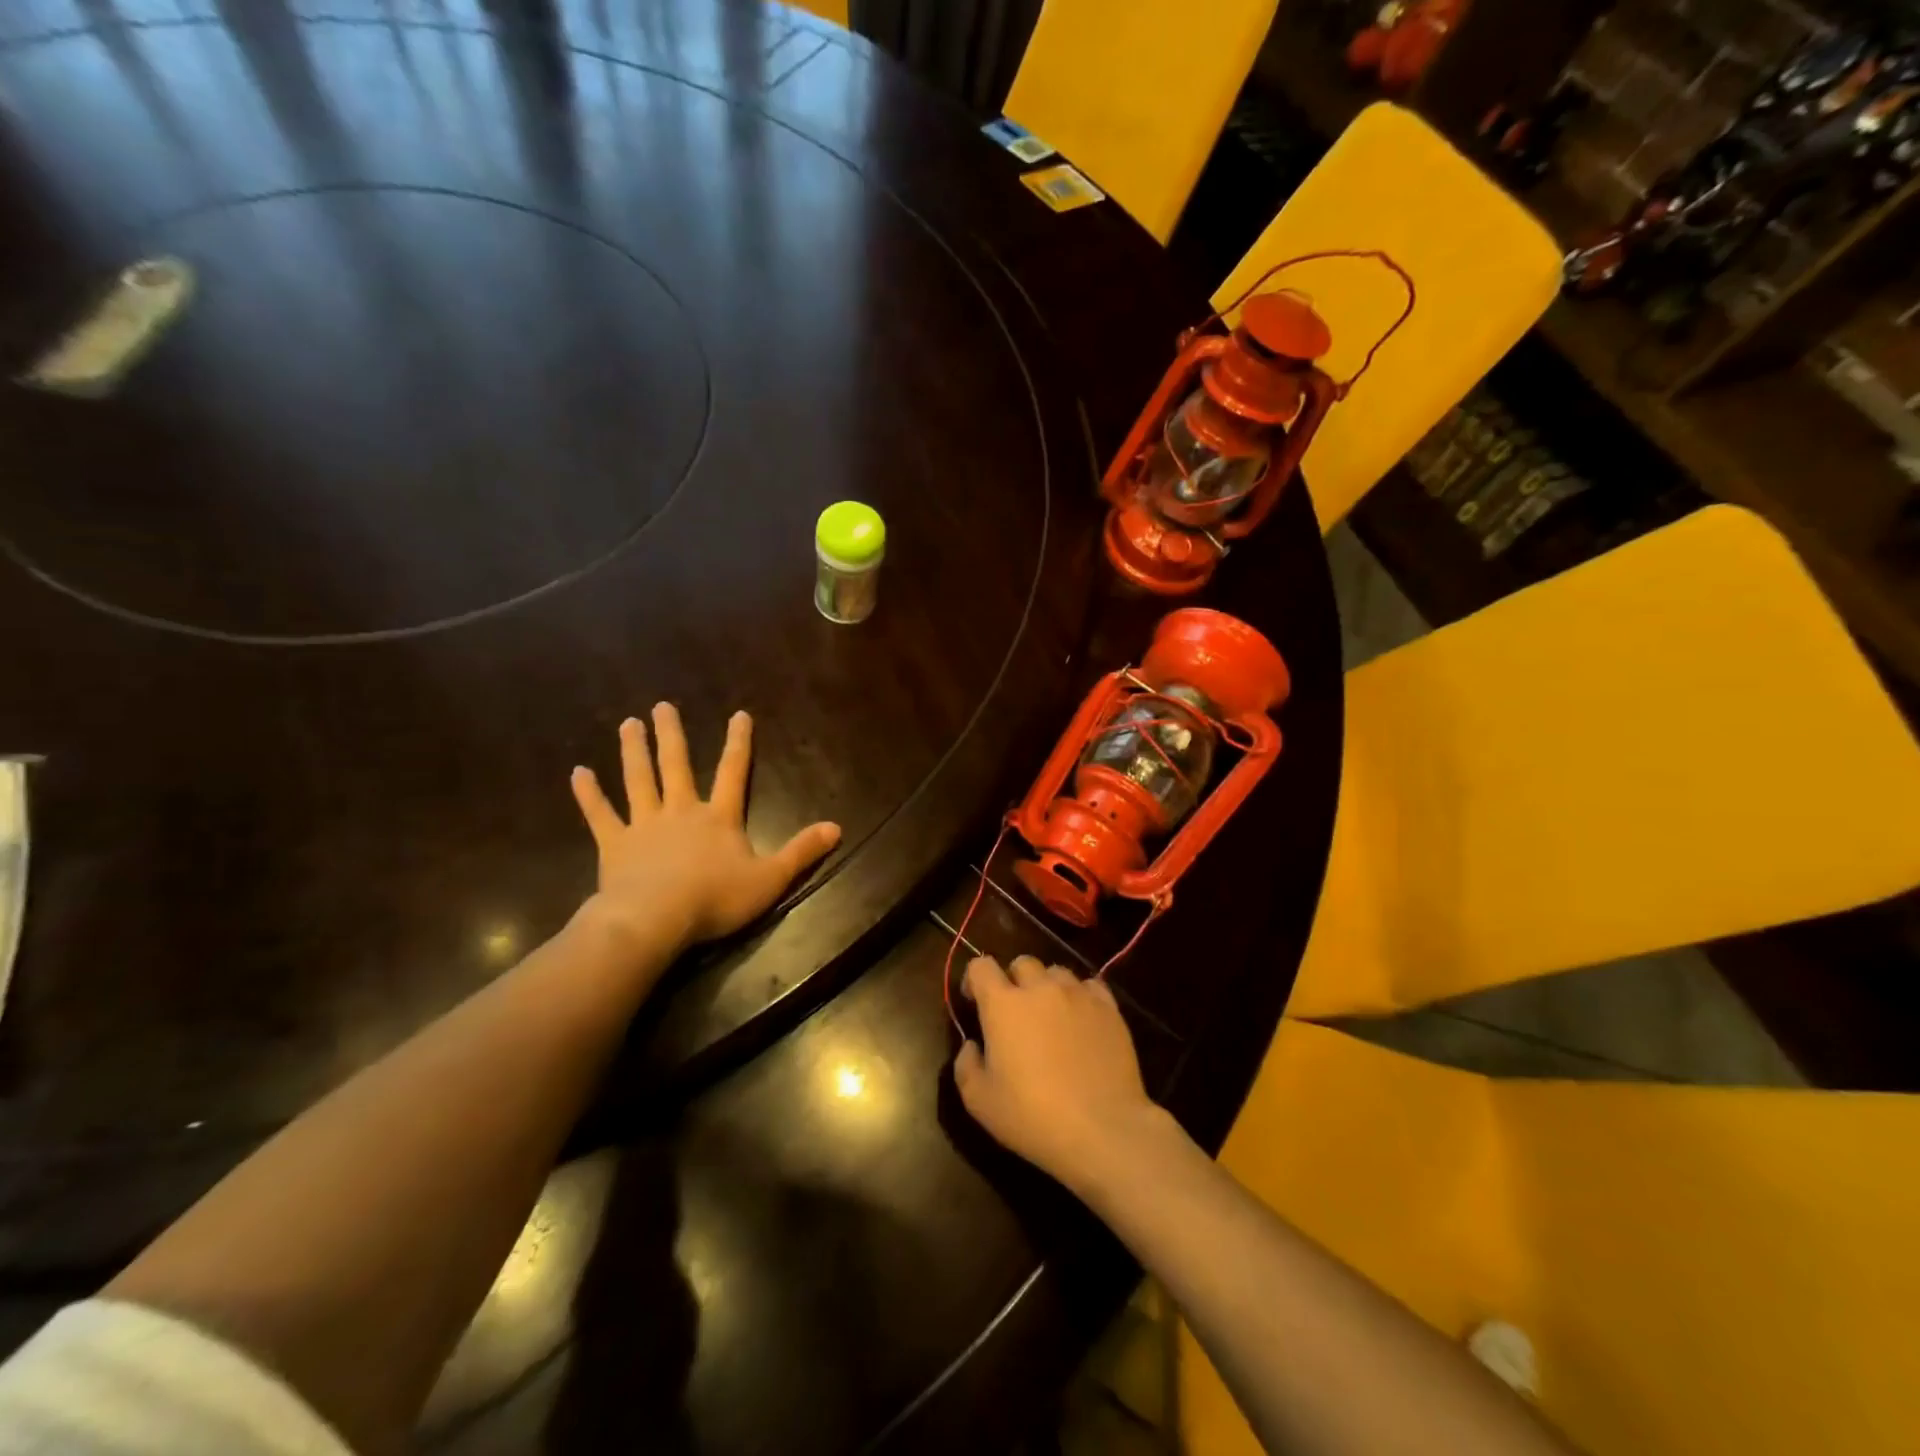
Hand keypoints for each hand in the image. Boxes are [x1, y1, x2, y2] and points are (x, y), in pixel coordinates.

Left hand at [570, 703, 840, 954]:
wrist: (655, 919)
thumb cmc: (715, 899)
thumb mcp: (770, 879)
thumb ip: (802, 852)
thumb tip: (836, 827)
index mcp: (718, 817)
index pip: (732, 772)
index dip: (738, 743)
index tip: (738, 714)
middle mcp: (681, 811)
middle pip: (675, 765)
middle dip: (671, 734)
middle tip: (661, 706)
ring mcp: (644, 825)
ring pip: (638, 780)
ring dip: (634, 751)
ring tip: (628, 724)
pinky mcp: (615, 845)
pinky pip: (600, 814)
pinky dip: (589, 794)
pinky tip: (578, 772)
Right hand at [953, 955, 1168, 1196]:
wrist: (1103, 1129)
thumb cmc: (1034, 1117)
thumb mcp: (980, 1103)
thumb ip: (966, 1066)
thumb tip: (972, 1045)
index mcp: (1003, 1005)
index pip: (981, 966)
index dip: (974, 979)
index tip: (975, 1002)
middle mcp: (1040, 988)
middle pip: (1022, 963)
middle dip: (1013, 981)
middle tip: (1016, 1013)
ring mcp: (1078, 995)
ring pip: (1056, 972)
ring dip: (1047, 987)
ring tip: (1051, 1016)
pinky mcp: (1109, 1008)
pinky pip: (1090, 986)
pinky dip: (1080, 996)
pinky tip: (1081, 1021)